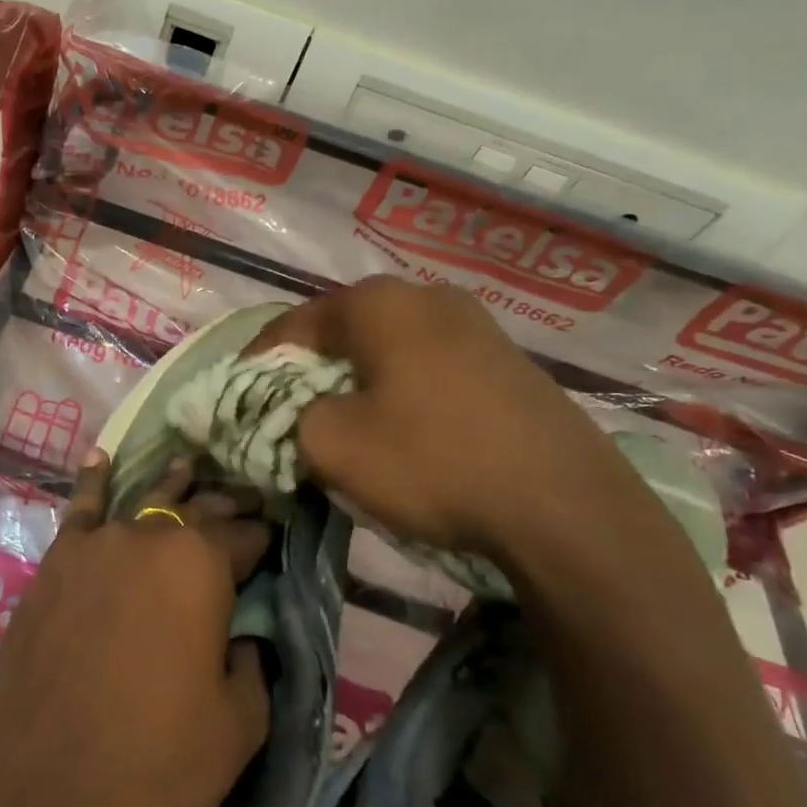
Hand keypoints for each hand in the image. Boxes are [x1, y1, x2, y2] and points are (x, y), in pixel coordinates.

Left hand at [0, 453, 272, 806]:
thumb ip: (250, 661)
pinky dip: (93, 481)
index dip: (261, 537)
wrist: (48, 798)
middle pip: (195, 510)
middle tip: (243, 499)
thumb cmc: (158, 765)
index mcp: (201, 565)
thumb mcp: (239, 724)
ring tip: (188, 467)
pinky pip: (79, 510)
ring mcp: (95, 545)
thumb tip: (243, 634)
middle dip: (223, 506)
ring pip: (142, 501)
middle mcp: (148, 537)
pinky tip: (100, 459)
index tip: (273, 534)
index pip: (243, 536)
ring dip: (170, 487)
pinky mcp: (53, 564)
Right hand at [252, 277, 653, 556]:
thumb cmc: (433, 462)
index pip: (294, 322)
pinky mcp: (510, 361)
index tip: (239, 390)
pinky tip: (404, 426)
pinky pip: (431, 365)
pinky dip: (401, 388)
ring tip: (343, 416)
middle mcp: (427, 296)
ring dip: (357, 377)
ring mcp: (477, 325)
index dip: (259, 358)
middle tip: (289, 405)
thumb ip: (289, 415)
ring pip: (390, 346)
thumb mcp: (332, 445)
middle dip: (309, 366)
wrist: (568, 511)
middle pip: (343, 329)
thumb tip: (296, 410)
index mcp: (378, 303)